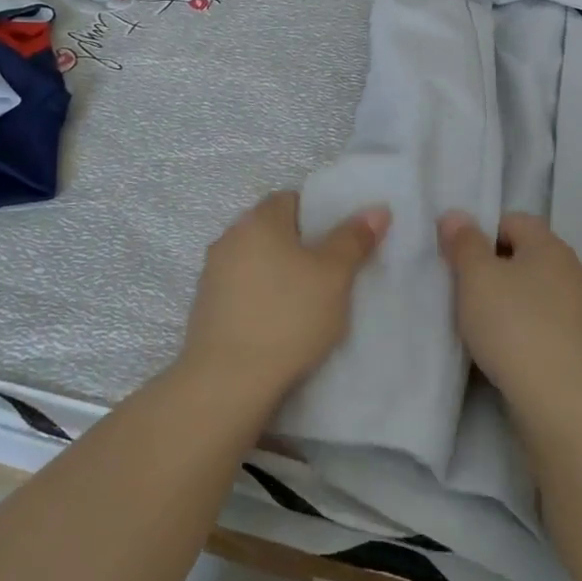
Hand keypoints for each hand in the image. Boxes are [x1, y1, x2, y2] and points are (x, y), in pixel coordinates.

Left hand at [181, 190, 389, 406]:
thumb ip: (354, 239)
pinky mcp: (204, 307)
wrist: (227, 381)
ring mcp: (212, 274)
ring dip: (277, 273)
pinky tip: (278, 324)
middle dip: (299, 246)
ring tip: (305, 303)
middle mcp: (229, 237)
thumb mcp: (334, 276)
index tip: (337, 244)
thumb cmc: (288, 317)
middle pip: (272, 230)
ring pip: (256, 261)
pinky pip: (241, 289)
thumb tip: (376, 209)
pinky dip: (260, 298)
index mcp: (258, 220)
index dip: (318, 216)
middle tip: (329, 273)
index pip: (291, 199)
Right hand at [438, 211, 581, 410]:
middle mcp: (568, 269)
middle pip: (521, 253)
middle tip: (460, 287)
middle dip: (490, 265)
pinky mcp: (573, 340)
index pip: (511, 220)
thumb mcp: (476, 276)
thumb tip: (455, 215)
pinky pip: (537, 317)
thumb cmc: (512, 324)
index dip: (480, 232)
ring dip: (502, 296)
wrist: (556, 396)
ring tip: (475, 318)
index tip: (457, 259)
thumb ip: (464, 242)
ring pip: (528, 287)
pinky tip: (498, 342)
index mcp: (549, 245)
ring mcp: (575, 307)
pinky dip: (517, 322)